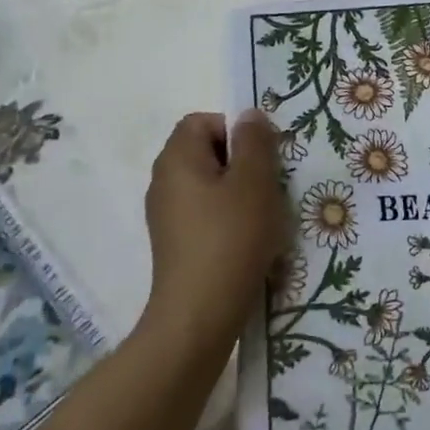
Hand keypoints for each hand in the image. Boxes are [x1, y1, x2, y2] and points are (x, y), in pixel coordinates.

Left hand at [136, 111, 286, 349]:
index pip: (201, 121)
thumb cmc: (231, 237)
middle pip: (204, 151)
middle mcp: (163, 181)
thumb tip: (248, 115)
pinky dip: (226, 216)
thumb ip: (254, 141)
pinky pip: (204, 212)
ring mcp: (166, 214)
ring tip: (262, 214)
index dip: (234, 129)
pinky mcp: (175, 242)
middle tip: (267, 183)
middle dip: (240, 161)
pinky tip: (247, 239)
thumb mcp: (254, 181)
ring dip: (237, 190)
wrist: (200, 314)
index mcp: (176, 159)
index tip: (259, 156)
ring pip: (207, 183)